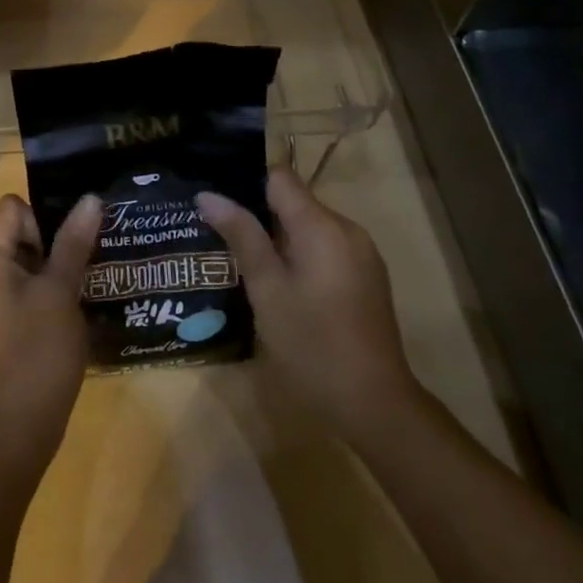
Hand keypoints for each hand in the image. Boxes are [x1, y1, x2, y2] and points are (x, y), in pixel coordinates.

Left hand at [0, 193, 101, 462]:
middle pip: (20, 230)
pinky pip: (26, 287)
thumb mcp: (60, 291)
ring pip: (27, 260)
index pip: (13, 206)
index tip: (73, 242)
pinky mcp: (3, 321)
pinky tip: (80, 304)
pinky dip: (51, 289)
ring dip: (58, 265)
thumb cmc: (36, 351)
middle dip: (56, 239)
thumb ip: (73, 242)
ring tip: (93, 277)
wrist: (16, 428)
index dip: (45, 216)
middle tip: (93, 256)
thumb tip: (90, 198)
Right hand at [197, 167, 420, 442]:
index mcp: (322, 226)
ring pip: (308, 227)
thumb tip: (208, 195)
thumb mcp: (267, 289)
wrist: (375, 406)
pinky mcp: (365, 278)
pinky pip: (324, 248)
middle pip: (294, 201)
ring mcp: (361, 255)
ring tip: (240, 261)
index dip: (245, 183)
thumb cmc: (312, 344)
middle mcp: (347, 229)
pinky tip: (277, 285)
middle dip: (258, 214)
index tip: (216, 203)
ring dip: (277, 238)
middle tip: (218, 236)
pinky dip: (299, 256)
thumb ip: (241, 235)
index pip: (279, 177)